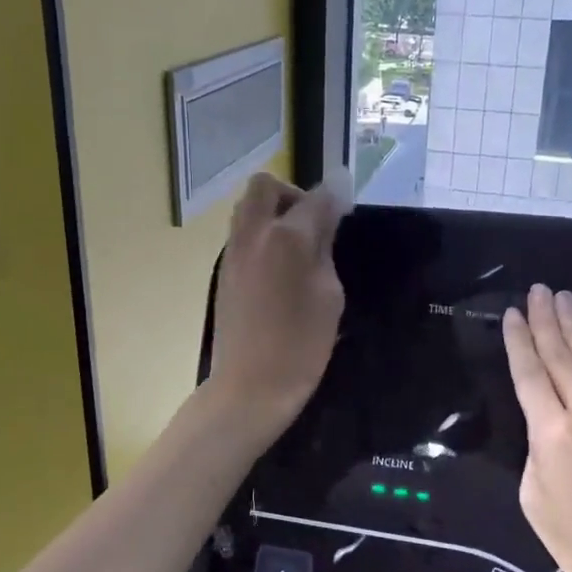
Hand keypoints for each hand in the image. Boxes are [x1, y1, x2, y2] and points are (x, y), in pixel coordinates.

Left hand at [205, 171, 347, 433]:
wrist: (249, 386)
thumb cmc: (301, 345)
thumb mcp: (329, 295)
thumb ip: (325, 248)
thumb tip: (327, 215)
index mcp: (287, 238)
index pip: (316, 198)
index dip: (336, 195)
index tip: (348, 203)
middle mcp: (254, 234)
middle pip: (266, 185)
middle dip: (292, 193)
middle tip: (313, 222)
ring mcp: (233, 251)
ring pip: (248, 207)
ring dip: (273, 212)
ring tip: (297, 246)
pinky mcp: (223, 271)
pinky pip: (241, 233)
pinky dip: (261, 234)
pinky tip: (279, 268)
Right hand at [503, 285, 571, 571]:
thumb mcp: (535, 498)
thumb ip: (536, 447)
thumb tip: (546, 420)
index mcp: (552, 434)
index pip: (529, 373)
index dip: (519, 341)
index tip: (512, 313)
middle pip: (561, 355)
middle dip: (546, 321)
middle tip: (537, 290)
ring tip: (562, 297)